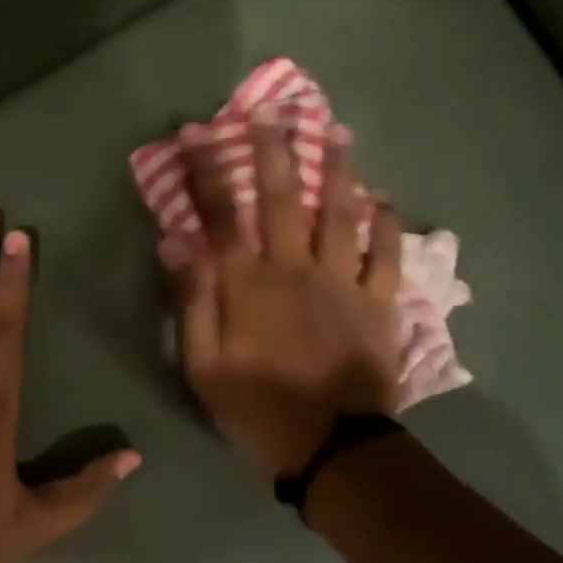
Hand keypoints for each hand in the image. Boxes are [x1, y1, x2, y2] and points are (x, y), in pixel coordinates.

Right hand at [166, 124, 401, 478]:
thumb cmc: (256, 406)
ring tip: (337, 135)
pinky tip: (385, 201)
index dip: (206, 170)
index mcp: (247, 284)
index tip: (197, 132)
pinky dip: (388, 226)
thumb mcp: (202, 363)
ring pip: (340, 215)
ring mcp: (342, 283)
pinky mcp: (378, 304)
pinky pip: (387, 257)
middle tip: (274, 112)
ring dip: (337, 172)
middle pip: (282, 199)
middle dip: (274, 151)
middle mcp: (293, 269)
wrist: (331, 449)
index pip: (220, 215)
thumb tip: (174, 242)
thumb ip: (191, 300)